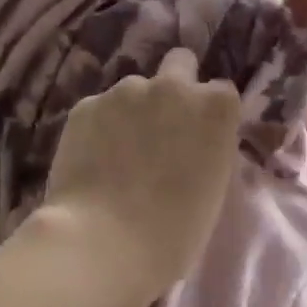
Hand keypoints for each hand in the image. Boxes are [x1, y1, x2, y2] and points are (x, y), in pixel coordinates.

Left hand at [41, 47, 244, 290]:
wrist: (104, 243)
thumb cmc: (175, 233)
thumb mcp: (212, 187)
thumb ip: (207, 148)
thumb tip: (191, 142)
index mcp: (215, 108)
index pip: (221, 92)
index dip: (209, 113)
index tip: (200, 137)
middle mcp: (173, 86)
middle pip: (180, 63)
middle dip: (175, 85)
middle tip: (163, 126)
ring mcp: (125, 91)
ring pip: (133, 90)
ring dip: (132, 111)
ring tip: (119, 154)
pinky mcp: (85, 105)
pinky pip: (99, 109)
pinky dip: (98, 127)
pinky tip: (92, 161)